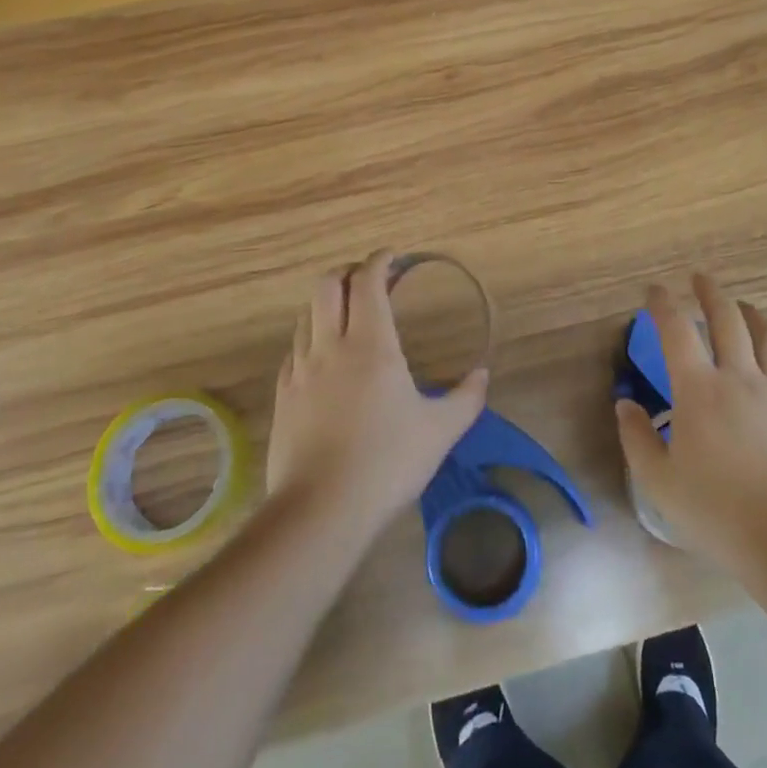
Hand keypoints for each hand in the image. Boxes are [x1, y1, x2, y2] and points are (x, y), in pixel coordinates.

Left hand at [267, 250, 488, 531]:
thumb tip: (483, 375)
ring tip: (347, 314)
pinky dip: (310, 338)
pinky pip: (294, 349)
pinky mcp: (283, 395)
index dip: (380, 261)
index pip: (368, 282)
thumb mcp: (440, 431)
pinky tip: (323, 358)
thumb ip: (466, 398)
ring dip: (327, 303)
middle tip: (369, 279)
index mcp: (371, 343)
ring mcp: (301, 369)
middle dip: (348, 272)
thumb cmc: (387, 462)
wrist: (320, 510)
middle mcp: (331, 345)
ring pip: (307, 314)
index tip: (393, 257)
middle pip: (328, 285)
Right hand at [616, 273, 766, 569]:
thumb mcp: (660, 484)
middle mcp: (741, 378)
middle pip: (728, 318)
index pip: (677, 330)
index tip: (654, 291)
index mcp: (699, 390)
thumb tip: (626, 405)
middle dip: (711, 293)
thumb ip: (637, 439)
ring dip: (752, 315)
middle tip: (700, 279)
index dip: (663, 304)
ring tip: (744, 308)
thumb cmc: (719, 514)